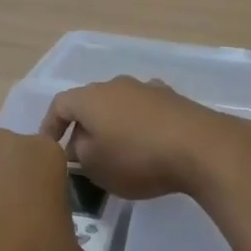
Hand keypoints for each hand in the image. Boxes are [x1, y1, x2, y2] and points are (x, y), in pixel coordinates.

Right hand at [40, 77, 250, 200]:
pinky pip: (145, 111)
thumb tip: (78, 145)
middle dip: (83, 128)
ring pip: (120, 106)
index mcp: (91, 97)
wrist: (201, 147)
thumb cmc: (138, 158)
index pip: (60, 105)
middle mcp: (117, 84)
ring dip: (113, 126)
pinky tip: (147, 146)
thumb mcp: (96, 166)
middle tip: (82, 157)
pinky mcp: (174, 99)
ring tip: (116, 153)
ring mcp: (148, 88)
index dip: (50, 126)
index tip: (49, 149)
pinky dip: (139, 126)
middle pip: (91, 103)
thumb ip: (79, 154)